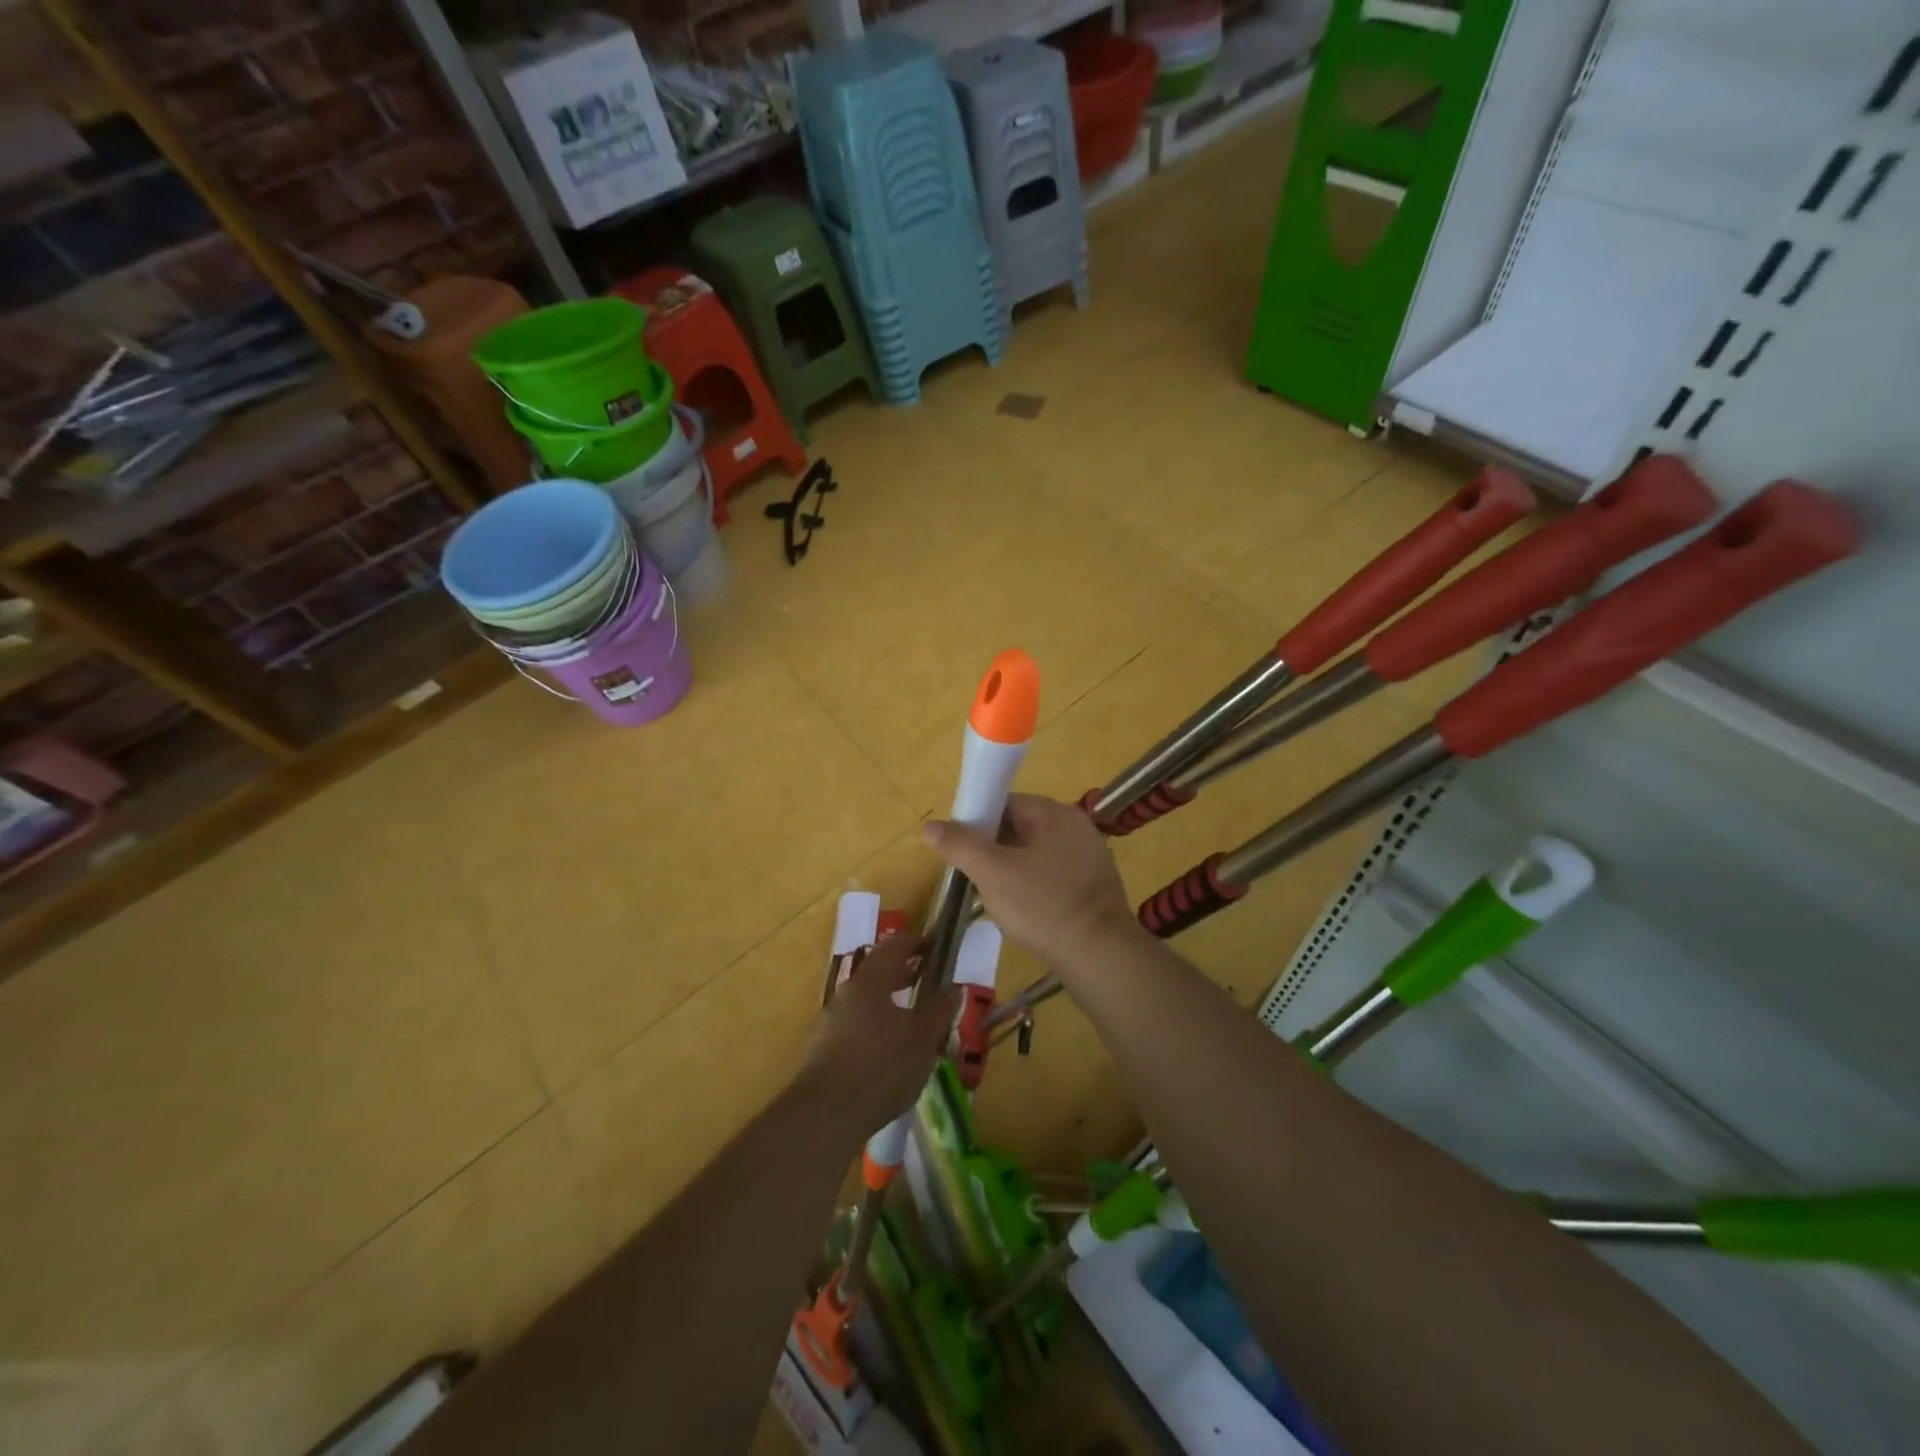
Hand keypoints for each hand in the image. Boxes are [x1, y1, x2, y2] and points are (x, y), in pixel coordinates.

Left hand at [799, 933, 958, 1140]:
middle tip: (929, 980)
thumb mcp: (922, 1037)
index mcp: (870, 982)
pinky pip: (857, 1027)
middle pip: (877, 973)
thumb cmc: (881, 1066)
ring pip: (867, 1002)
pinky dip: (877, 1027)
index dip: (917, 943)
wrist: (826, 1115)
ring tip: (916, 1021)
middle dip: (904, 974)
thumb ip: (939, 1009)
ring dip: (891, 1004)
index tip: (937, 946)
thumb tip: (953, 987)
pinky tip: (891, 1053)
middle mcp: (846, 994)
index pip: (894, 947)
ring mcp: (831, 1023)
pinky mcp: (824, 1051)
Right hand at [923, 794, 1145, 978]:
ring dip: (1013, 873)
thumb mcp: (992, 873)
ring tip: (996, 901)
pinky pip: (1055, 878)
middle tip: (975, 879)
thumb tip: (930, 825)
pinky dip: (1036, 889)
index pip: (1006, 803)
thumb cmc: (1042, 906)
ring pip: (1037, 856)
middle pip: (1022, 829)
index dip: (978, 823)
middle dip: (994, 852)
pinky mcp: (1096, 887)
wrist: (1100, 956)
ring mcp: (1091, 858)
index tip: (962, 851)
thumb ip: (960, 845)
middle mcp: (1077, 827)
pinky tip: (1025, 915)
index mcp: (1055, 814)